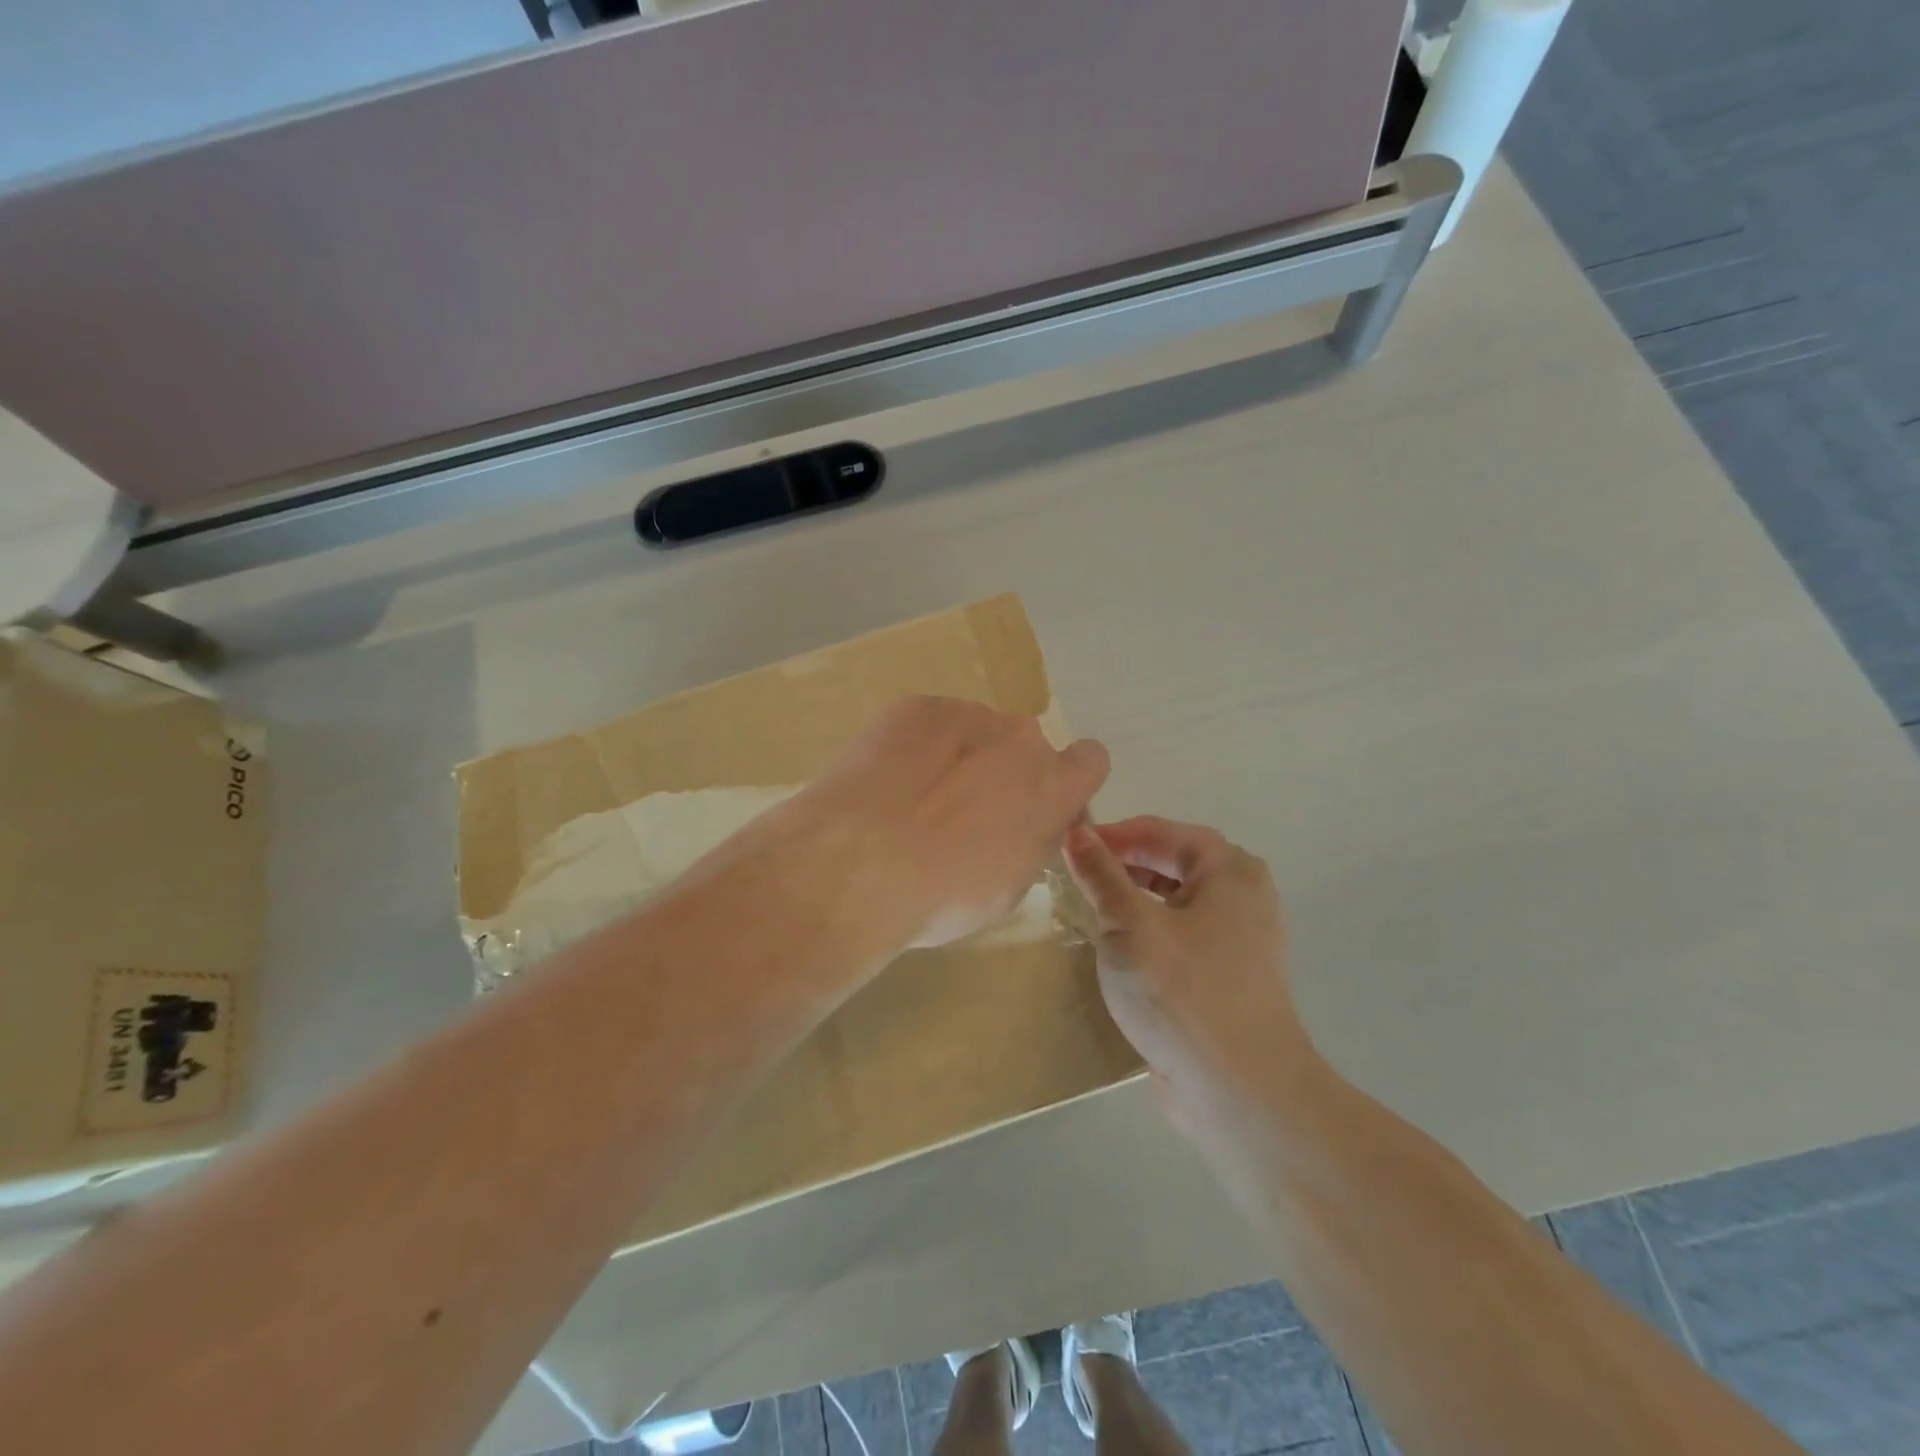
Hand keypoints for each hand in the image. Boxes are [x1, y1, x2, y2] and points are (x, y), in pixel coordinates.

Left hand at [797, 696, 1109, 949]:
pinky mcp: (917, 706)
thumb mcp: (1008, 887)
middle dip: (1003, 773)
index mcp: (1053, 787)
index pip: (1089, 761)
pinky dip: (916, 748)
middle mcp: (1020, 739)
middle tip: (960, 813)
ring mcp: (968, 714)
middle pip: (1022, 748)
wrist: (858, 863)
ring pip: (974, 733)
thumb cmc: (943, 894)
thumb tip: (1021, 825)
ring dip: (957, 758)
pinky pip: (930, 725)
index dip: (1065, 782)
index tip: (1036, 806)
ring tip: (912, 800)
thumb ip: (1029, 842)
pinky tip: (886, 783)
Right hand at [1063, 817, 1316, 1140]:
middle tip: (1078, 873)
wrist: (1239, 1092)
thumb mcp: (1129, 925)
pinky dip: (1151, 930)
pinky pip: (1184, 936)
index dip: (1114, 834)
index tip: (1070, 843)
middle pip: (1175, 862)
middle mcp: (1245, 896)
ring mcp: (1242, 941)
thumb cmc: (1181, 992)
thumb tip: (1077, 833)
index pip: (1163, 832)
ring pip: (1179, 902)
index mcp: (1230, 871)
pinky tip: (1120, 950)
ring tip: (1092, 906)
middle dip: (1125, 863)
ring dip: (1136, 897)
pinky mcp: (1230, 978)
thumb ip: (1101, 875)